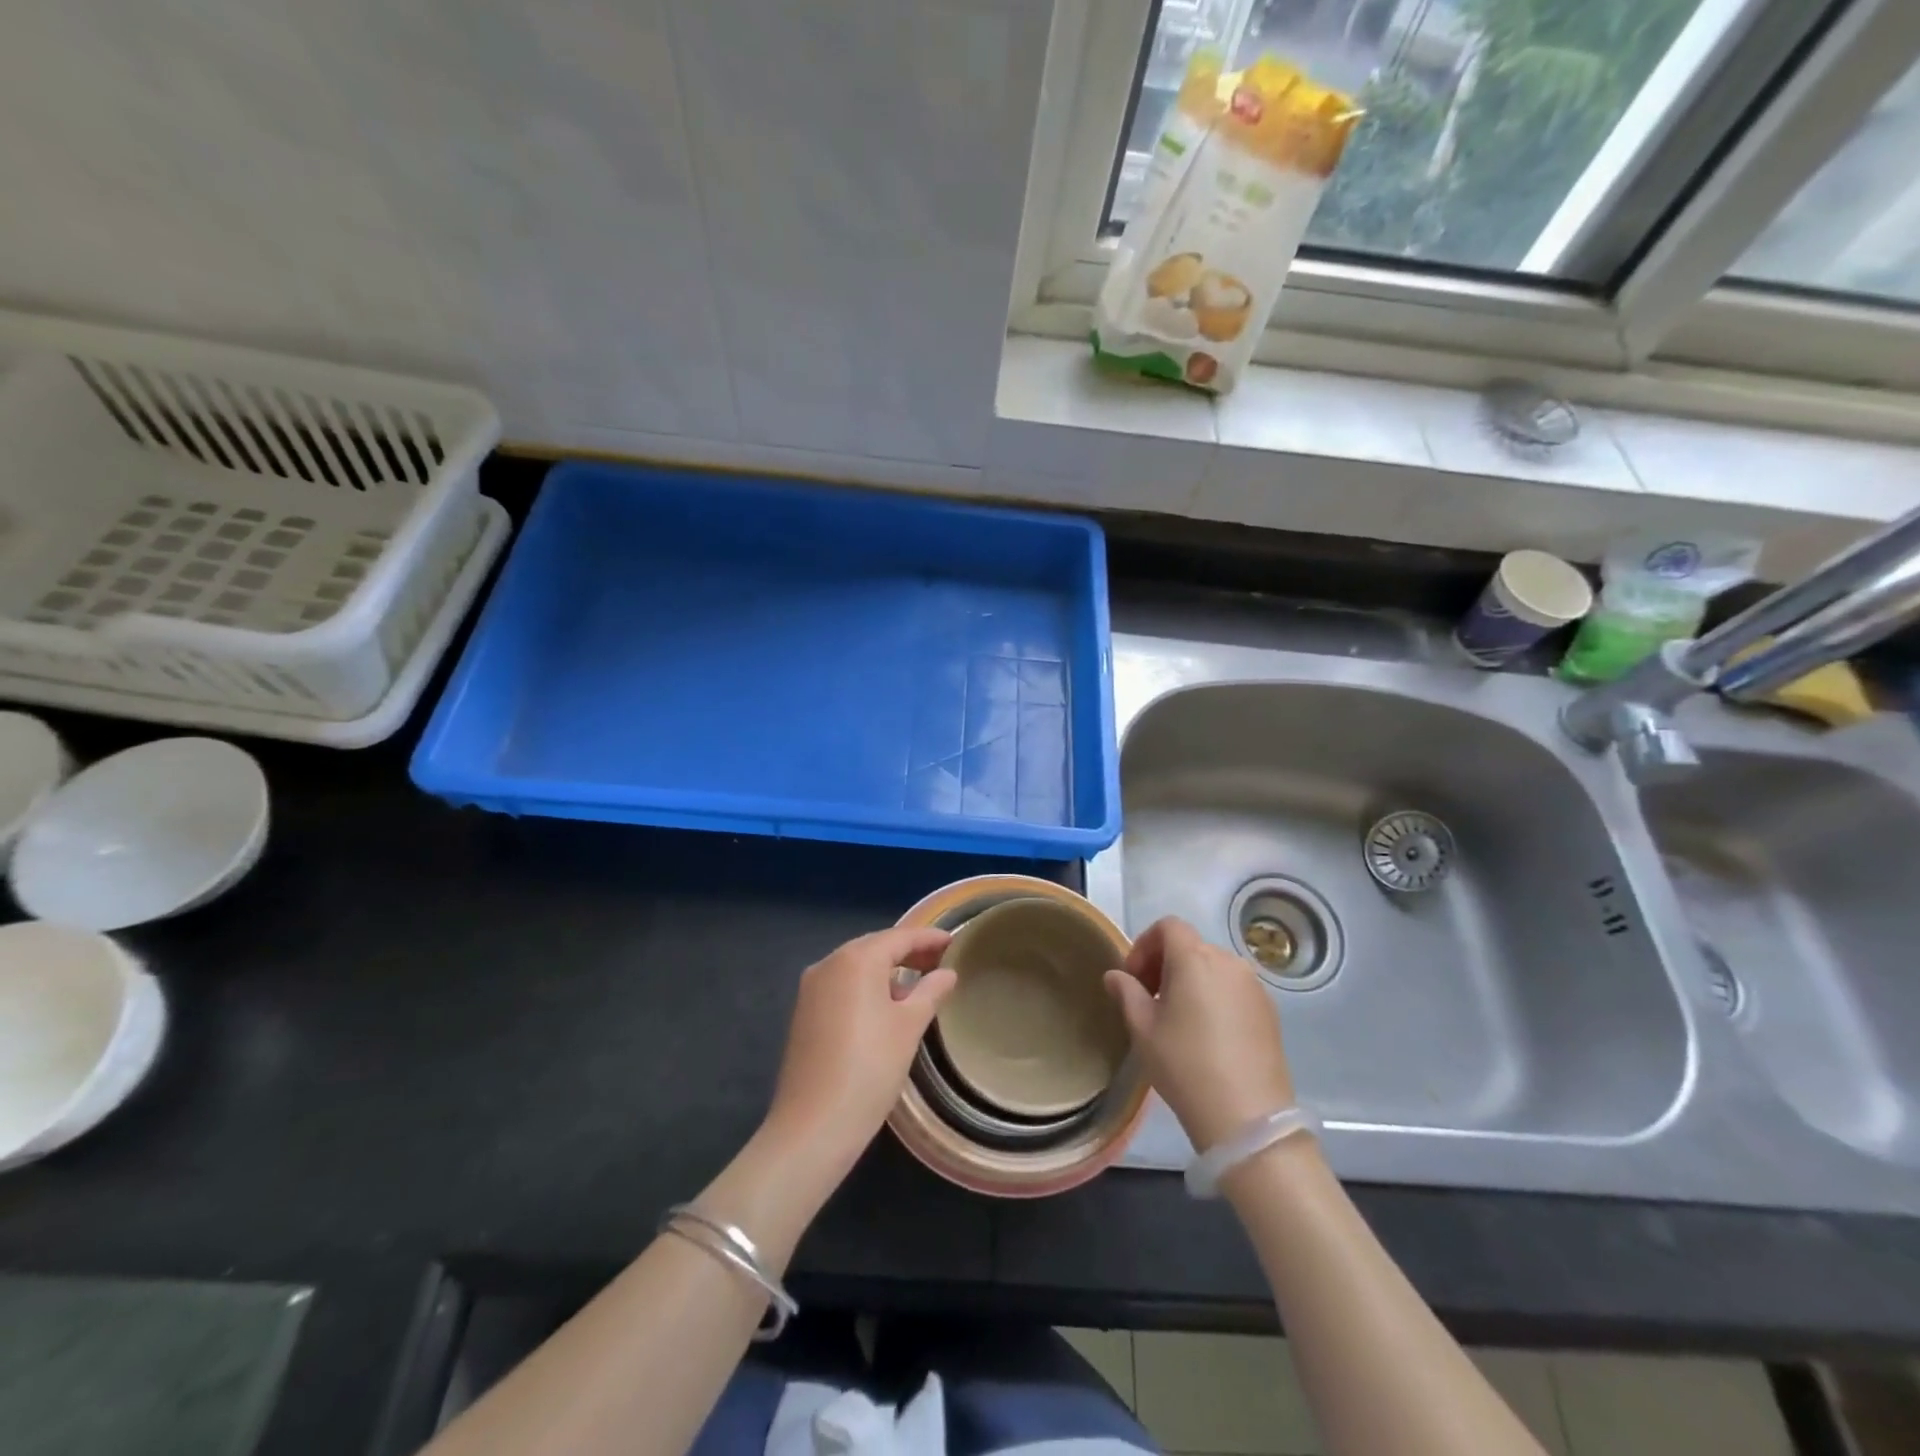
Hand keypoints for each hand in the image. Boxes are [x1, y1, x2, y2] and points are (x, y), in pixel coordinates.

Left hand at [765, 927, 956, 1177]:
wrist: (813, 1126)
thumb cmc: (870, 1068)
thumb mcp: (909, 1027)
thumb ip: (930, 992)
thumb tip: (947, 974)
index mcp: (855, 960)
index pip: (899, 937)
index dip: (928, 938)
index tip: (954, 941)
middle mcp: (828, 964)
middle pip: (875, 948)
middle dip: (907, 952)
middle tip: (940, 961)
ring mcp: (811, 989)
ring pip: (856, 967)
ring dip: (887, 971)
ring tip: (918, 984)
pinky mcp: (804, 1013)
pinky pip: (842, 986)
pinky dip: (867, 987)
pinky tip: (886, 1006)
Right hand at [1105, 916, 1295, 1151]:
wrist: (1247, 1117)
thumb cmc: (1185, 1065)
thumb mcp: (1143, 1029)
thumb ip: (1127, 993)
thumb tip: (1115, 975)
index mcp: (1194, 958)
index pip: (1168, 926)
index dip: (1145, 945)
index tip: (1134, 978)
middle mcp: (1228, 961)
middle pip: (1191, 946)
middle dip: (1165, 964)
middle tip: (1150, 1000)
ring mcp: (1254, 986)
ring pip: (1214, 968)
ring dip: (1191, 980)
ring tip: (1179, 1019)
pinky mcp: (1270, 1010)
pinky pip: (1234, 989)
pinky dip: (1215, 997)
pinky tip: (1208, 1034)